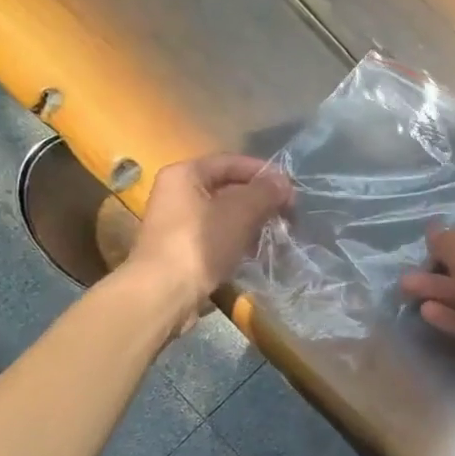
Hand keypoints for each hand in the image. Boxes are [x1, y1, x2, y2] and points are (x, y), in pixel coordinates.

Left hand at [121, 153, 290, 334]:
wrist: (163, 294)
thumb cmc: (200, 243)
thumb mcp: (240, 212)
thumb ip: (265, 192)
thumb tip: (283, 183)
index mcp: (185, 174)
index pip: (232, 162)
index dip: (264, 173)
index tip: (290, 190)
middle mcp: (176, 192)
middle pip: (227, 187)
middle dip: (260, 199)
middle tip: (287, 214)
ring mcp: (177, 223)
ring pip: (223, 213)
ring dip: (251, 221)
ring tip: (275, 233)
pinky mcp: (180, 249)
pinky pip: (215, 235)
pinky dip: (237, 239)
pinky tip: (254, 252)